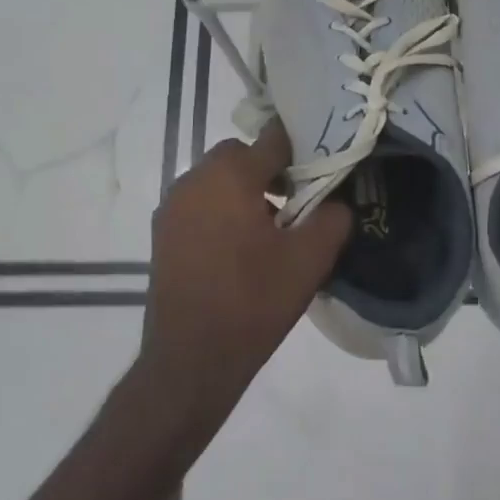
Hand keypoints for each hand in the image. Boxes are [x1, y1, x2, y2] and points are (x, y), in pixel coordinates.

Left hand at [142, 119, 351, 425]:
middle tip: (295, 204)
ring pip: (217, 178)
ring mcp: (172, 205)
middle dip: (269, 170)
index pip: (274, 139)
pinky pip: (199, 202)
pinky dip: (220, 209)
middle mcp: (194, 178)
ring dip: (243, 190)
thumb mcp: (310, 260)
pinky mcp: (162, 231)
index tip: (321, 170)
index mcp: (230, 175)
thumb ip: (332, 217)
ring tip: (268, 229)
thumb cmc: (253, 301)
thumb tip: (336, 200)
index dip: (302, 150)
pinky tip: (237, 247)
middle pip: (241, 155)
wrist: (190, 359)